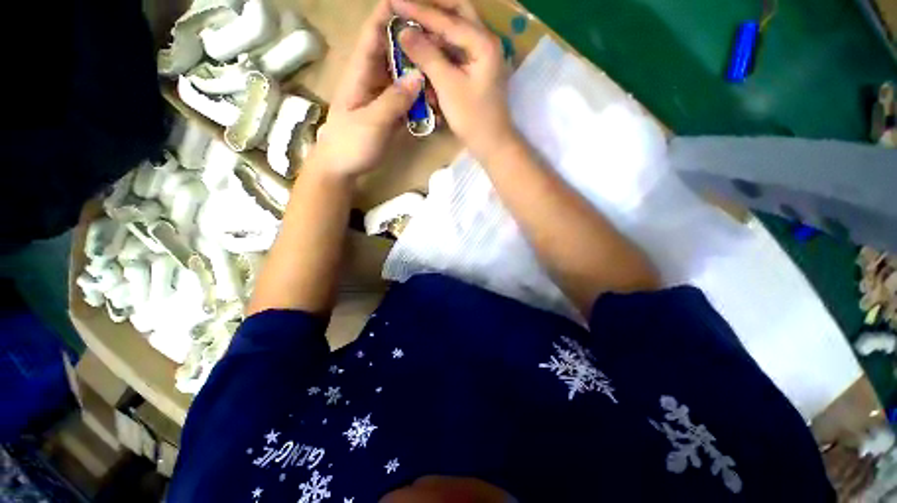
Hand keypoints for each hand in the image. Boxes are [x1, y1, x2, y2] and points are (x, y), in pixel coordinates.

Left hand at [312, 0, 424, 178]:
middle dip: (415, 45)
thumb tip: (418, 76)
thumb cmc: (350, 144)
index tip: (415, 5)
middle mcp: (373, 79)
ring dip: (421, 74)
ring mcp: (383, 97)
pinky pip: (407, 99)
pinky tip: (436, 101)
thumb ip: (394, 100)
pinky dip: (420, 98)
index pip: (373, 34)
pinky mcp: (390, 113)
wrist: (342, 168)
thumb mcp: (372, 122)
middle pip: (394, 53)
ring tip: (443, 73)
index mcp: (360, 73)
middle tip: (441, 43)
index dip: (389, 14)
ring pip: (403, 77)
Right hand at [392, 0, 515, 158]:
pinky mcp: (477, 70)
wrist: (492, 143)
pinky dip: (441, 51)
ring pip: (457, 31)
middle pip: (458, 13)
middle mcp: (486, 42)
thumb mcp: (448, 86)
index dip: (419, 10)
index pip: (447, 19)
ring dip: (435, 30)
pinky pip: (457, 51)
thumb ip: (427, 56)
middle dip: (433, 9)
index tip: (394, 1)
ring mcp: (483, 56)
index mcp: (483, 43)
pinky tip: (426, 54)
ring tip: (413, 31)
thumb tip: (403, 32)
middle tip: (408, 8)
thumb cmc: (473, 118)